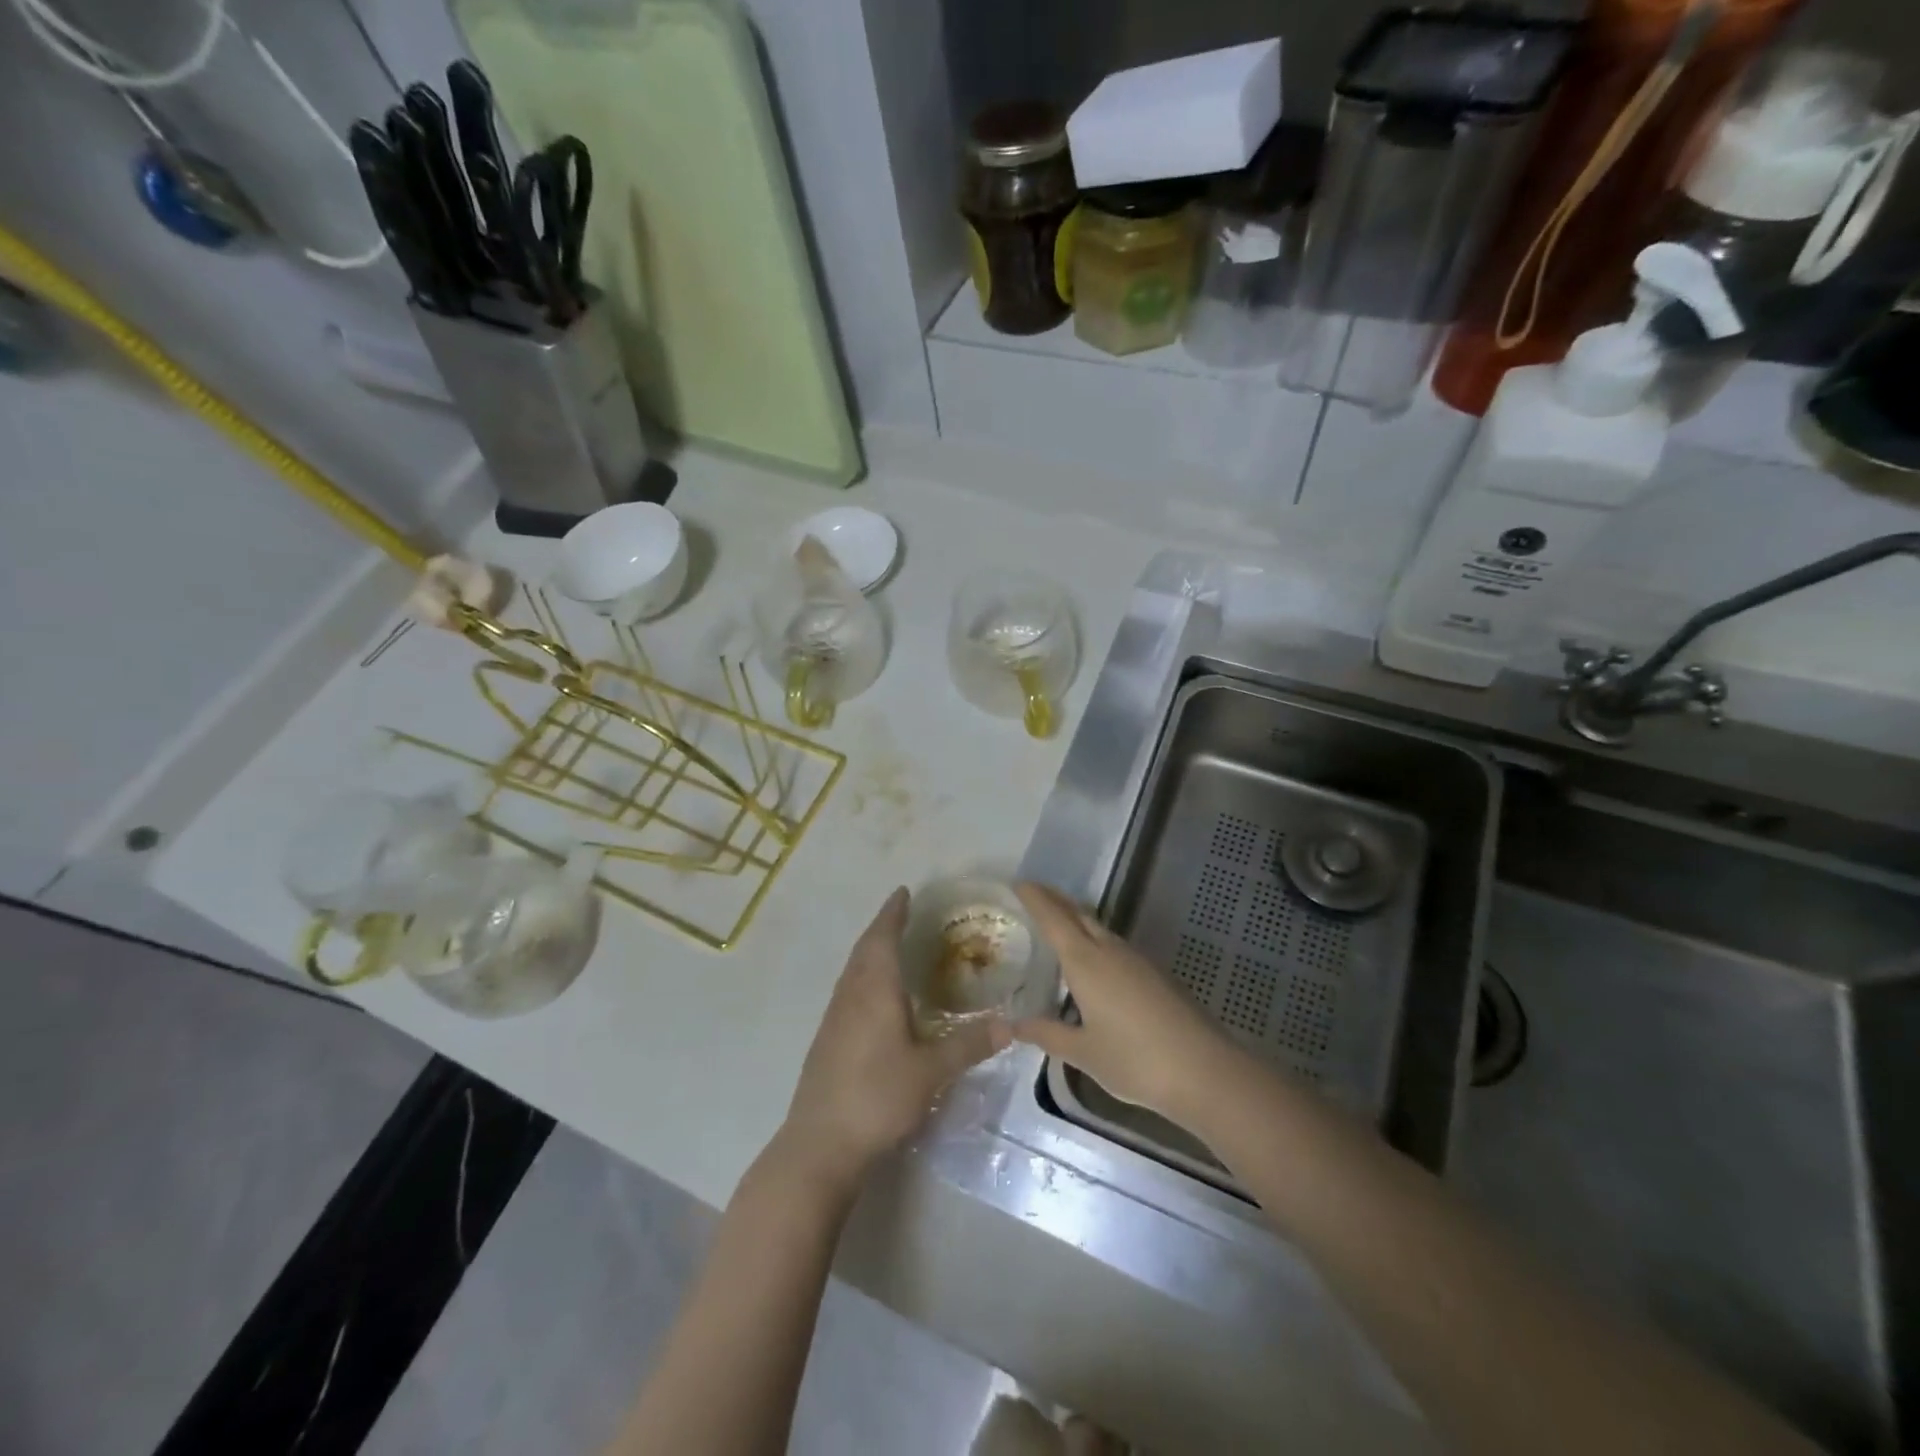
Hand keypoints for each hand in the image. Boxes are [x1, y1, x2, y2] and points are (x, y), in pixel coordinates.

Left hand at [779, 888, 1009, 1189]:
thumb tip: (1011, 1025)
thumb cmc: (877, 1097)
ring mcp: (834, 1017)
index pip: (883, 938)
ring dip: (871, 949)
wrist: (820, 1143)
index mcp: (874, 991)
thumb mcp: (930, 1072)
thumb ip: (969, 1046)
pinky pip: (848, 989)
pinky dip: (863, 974)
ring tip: (891, 945)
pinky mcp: (827, 1038)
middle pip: (865, 949)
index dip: (893, 914)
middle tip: (902, 912)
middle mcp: (851, 995)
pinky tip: (875, 994)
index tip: (903, 892)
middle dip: (883, 926)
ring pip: (853, 969)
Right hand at [1012, 882, 1234, 1127]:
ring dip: (1078, 920)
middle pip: (1079, 914)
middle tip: (1034, 895)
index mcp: (1086, 962)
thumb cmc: (1135, 1060)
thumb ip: (1047, 1034)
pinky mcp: (1157, 974)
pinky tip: (1095, 964)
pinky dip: (1096, 942)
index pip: (1054, 918)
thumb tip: (1012, 1026)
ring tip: (1059, 927)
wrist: (1205, 1070)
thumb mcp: (1083, 1052)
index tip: (1019, 883)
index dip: (1035, 898)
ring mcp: (1138, 960)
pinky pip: (1117, 946)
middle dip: (1056, 901)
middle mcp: (1111, 951)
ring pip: (1100, 929)